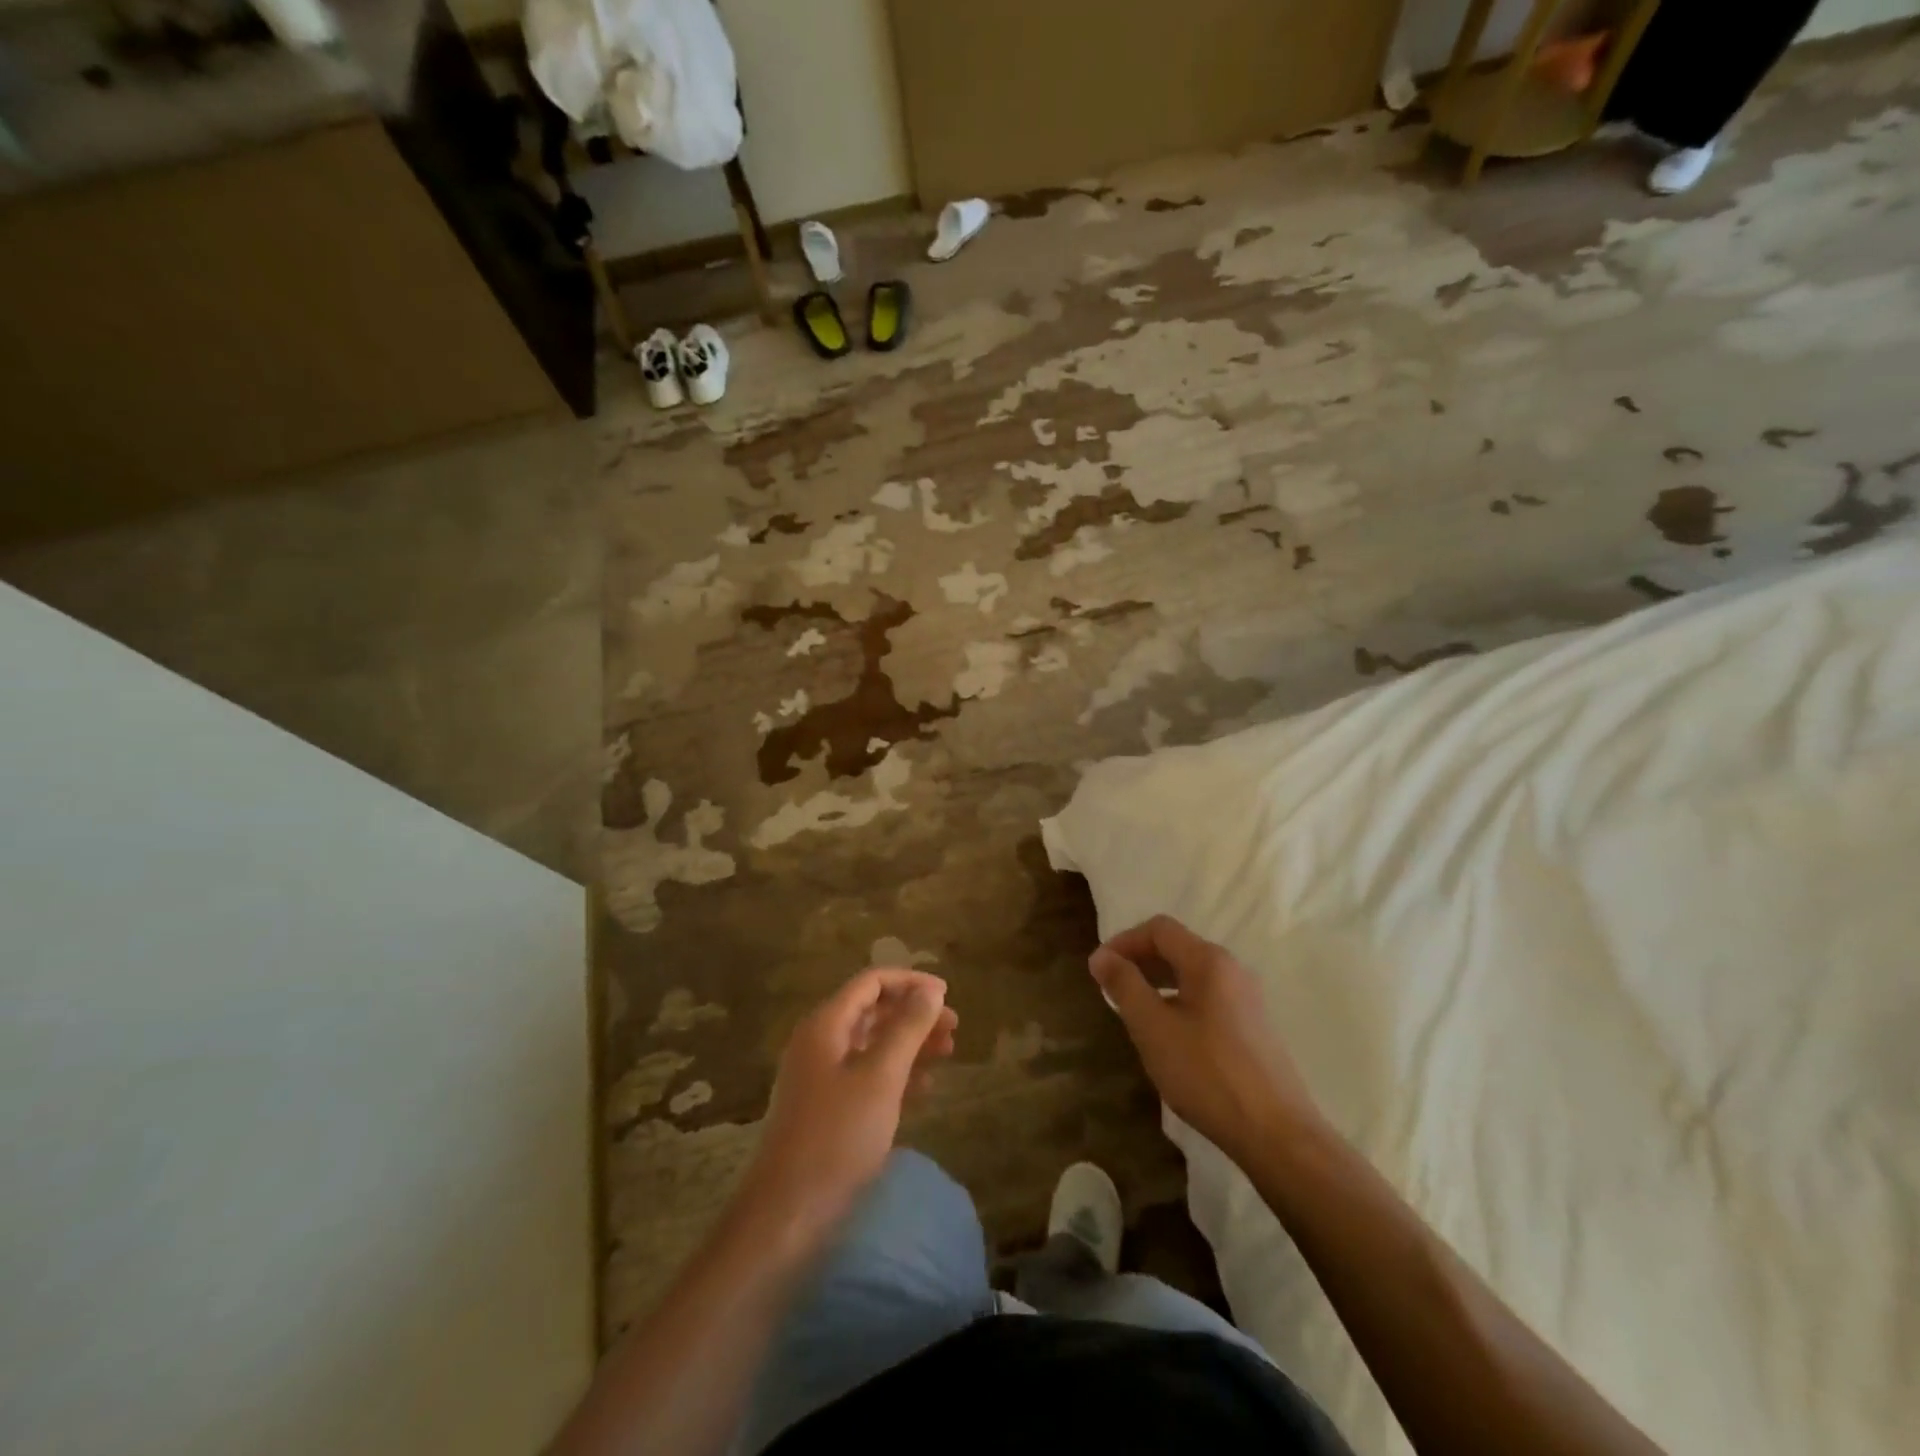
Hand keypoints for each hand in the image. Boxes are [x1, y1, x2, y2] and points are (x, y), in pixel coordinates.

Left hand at [739, 969, 957, 1238]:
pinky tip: (925, 1087)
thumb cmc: (836, 1137)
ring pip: (873, 1045)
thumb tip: (930, 990)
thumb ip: (907, 1029)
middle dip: (914, 1014)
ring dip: (910, 1043)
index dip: (910, 982)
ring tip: (948, 1052)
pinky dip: (897, 1074)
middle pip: (873, 1012)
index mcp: (825, 1025)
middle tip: (954, 1027)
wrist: (787, 1214)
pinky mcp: (827, 1109)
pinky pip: (867, 1076)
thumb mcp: (880, 1077)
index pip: (871, 983)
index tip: (947, 994)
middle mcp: (820, 1043)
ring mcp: (820, 1077)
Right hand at [1091, 916, 1320, 1163]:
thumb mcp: (1153, 1028)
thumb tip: (1101, 956)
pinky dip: (1178, 1000)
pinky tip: (1168, 1035)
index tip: (1099, 969)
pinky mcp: (1253, 1026)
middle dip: (1139, 960)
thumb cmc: (1206, 1074)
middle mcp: (1232, 969)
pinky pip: (1207, 996)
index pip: (1159, 928)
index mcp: (1208, 961)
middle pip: (1177, 947)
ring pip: (1192, 974)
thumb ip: (1124, 985)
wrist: (1276, 1134)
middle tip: (1110, 988)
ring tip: (1133, 1010)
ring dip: (1157, 981)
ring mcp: (1247, 998)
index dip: (1124, 941)